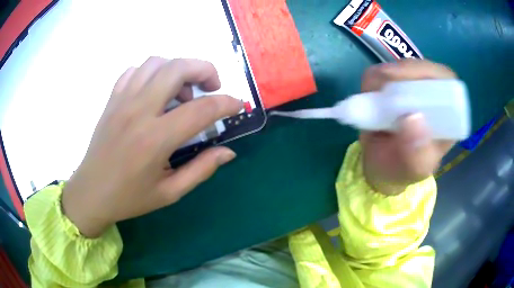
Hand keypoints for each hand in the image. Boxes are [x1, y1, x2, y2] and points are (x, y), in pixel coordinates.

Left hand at [62, 58, 241, 237]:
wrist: (91, 193)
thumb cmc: (130, 198)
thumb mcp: (170, 193)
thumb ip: (201, 169)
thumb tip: (228, 151)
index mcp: (155, 140)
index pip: (202, 110)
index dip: (227, 103)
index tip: (237, 105)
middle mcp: (139, 111)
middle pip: (178, 68)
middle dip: (205, 70)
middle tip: (211, 87)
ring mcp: (122, 101)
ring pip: (156, 63)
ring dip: (177, 69)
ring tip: (181, 92)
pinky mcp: (112, 100)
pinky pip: (134, 71)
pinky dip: (151, 73)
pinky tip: (154, 92)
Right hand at [360, 60, 455, 194]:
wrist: (380, 167)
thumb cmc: (402, 170)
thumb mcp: (413, 170)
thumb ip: (417, 155)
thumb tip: (412, 118)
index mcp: (447, 115)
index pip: (446, 81)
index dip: (430, 75)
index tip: (408, 85)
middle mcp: (433, 97)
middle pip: (423, 68)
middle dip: (402, 74)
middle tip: (383, 88)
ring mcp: (412, 88)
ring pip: (400, 65)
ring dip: (384, 78)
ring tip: (375, 101)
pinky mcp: (392, 85)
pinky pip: (380, 71)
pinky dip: (372, 81)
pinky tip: (371, 99)